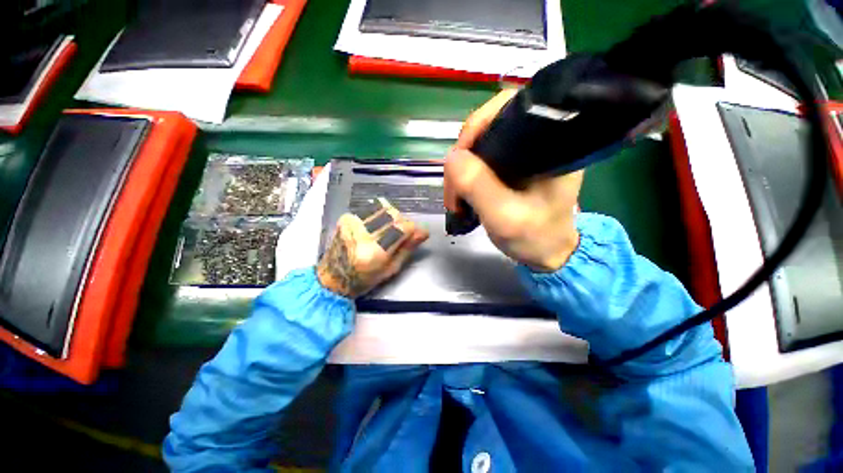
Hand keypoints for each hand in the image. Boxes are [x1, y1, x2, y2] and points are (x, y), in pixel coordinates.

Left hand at [317, 198, 428, 297]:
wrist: (332, 277)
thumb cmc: (364, 279)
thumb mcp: (391, 269)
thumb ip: (407, 248)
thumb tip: (423, 232)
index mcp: (375, 252)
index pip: (402, 228)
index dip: (413, 229)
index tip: (417, 234)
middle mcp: (363, 234)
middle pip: (393, 214)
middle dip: (402, 222)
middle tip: (399, 234)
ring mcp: (352, 224)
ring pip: (382, 207)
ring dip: (390, 217)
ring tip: (386, 230)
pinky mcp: (346, 218)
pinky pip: (370, 209)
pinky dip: (378, 215)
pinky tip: (374, 227)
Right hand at [445, 89, 584, 271]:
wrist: (546, 253)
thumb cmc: (534, 237)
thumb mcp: (504, 216)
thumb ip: (479, 185)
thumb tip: (452, 156)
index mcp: (549, 143)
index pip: (508, 108)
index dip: (477, 126)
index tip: (459, 158)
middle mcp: (537, 140)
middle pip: (488, 127)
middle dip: (463, 156)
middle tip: (453, 189)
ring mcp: (522, 153)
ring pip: (480, 146)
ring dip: (461, 170)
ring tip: (455, 197)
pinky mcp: (512, 166)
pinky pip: (481, 159)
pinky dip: (466, 175)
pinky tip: (462, 192)